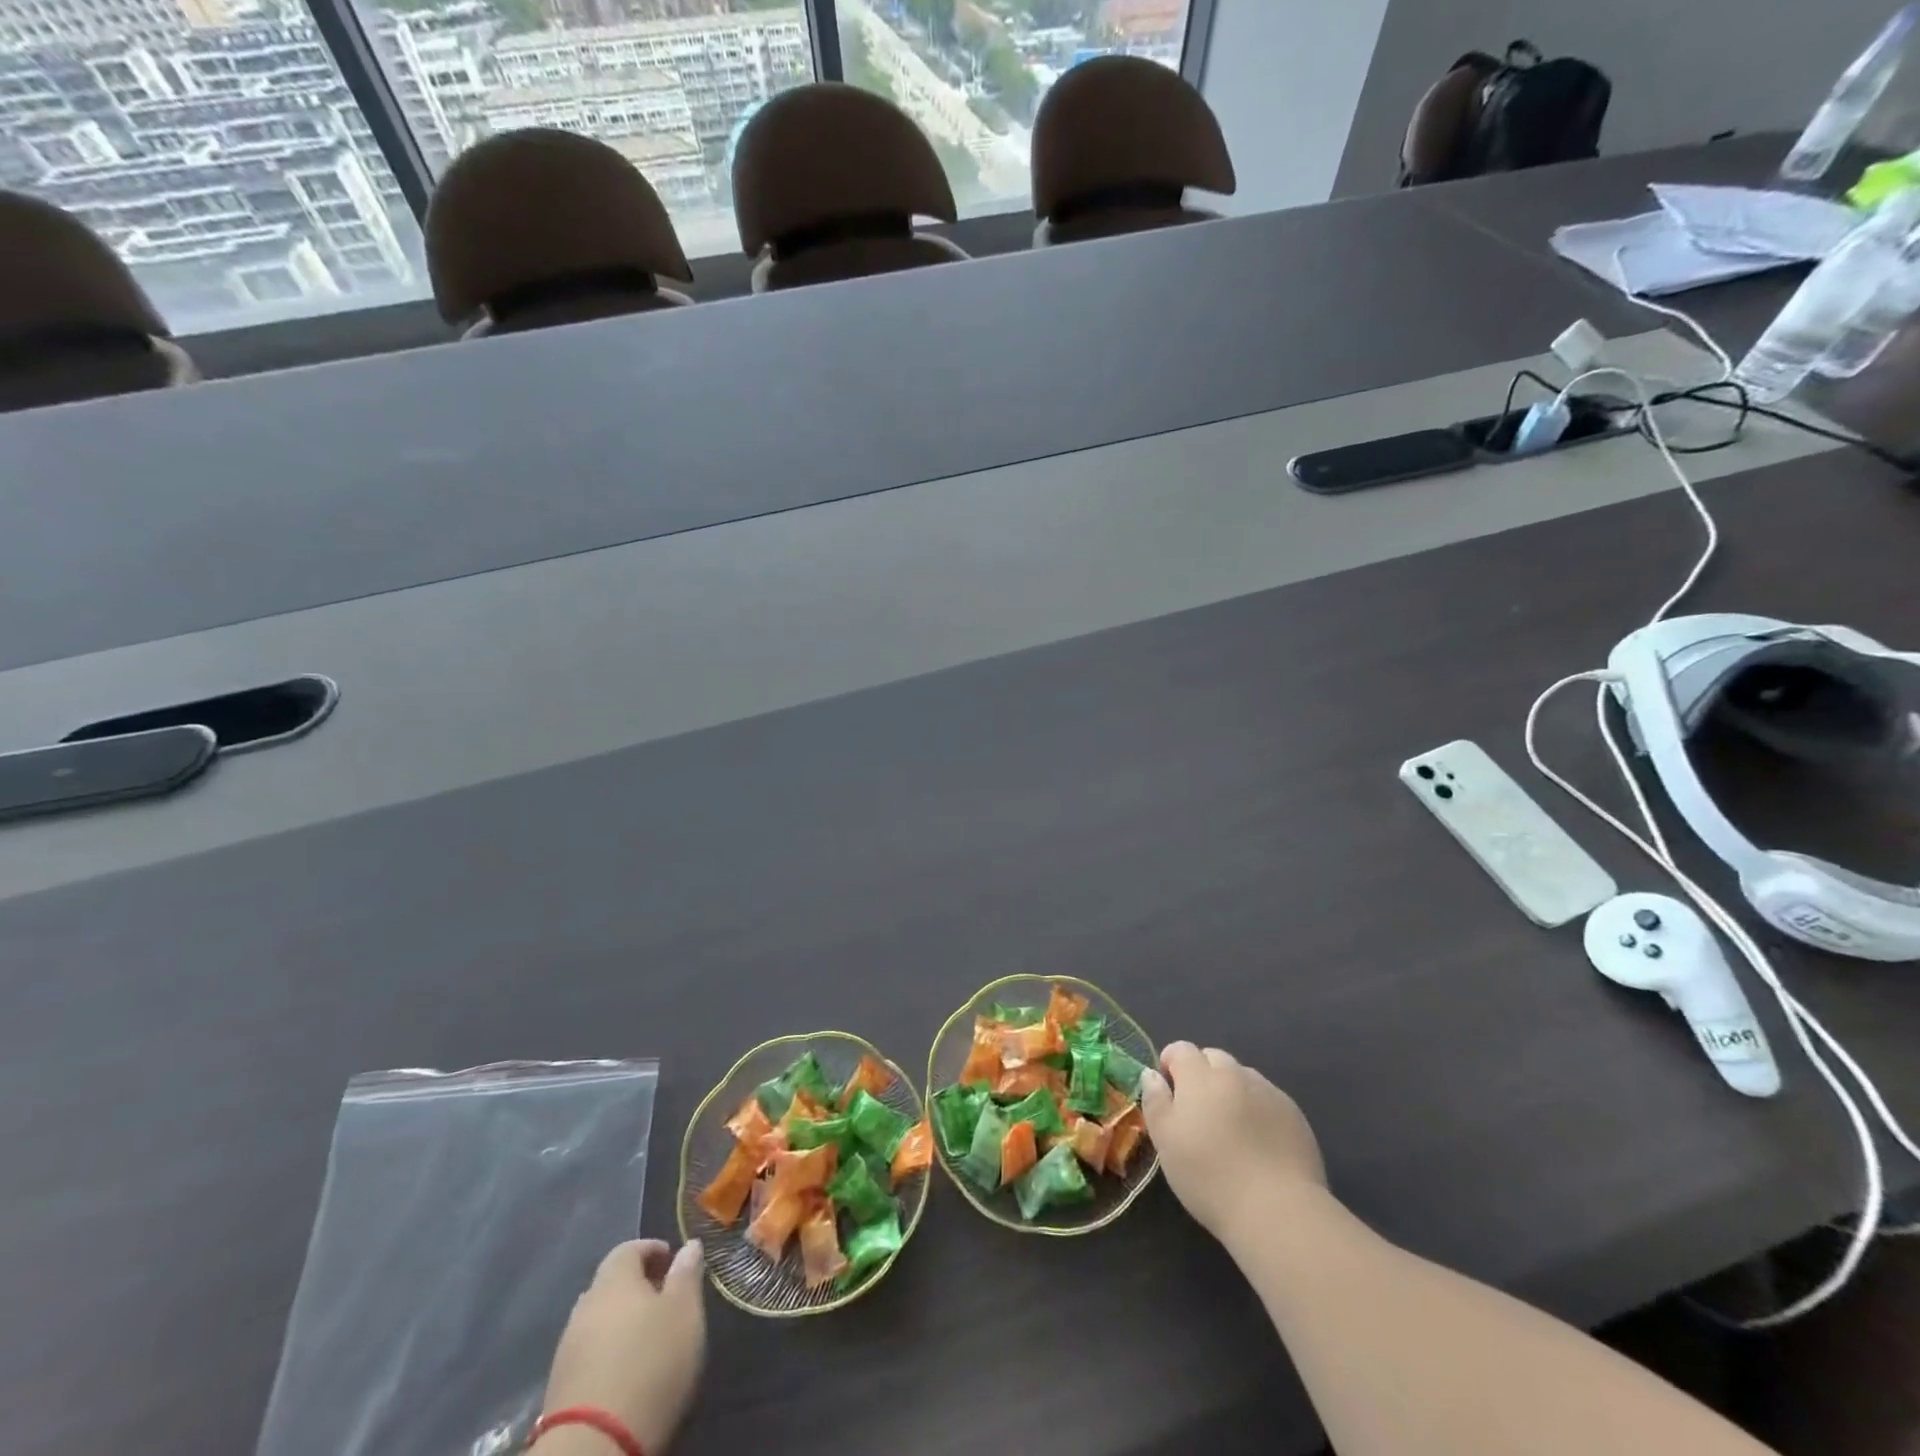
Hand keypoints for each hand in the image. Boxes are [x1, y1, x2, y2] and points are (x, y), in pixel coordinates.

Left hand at [539, 1239, 705, 1455]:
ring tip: (648, 1340)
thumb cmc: (650, 1364)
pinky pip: (589, 1356)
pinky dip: (608, 1354)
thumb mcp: (684, 1313)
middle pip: (610, 1285)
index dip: (651, 1250)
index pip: (628, 1249)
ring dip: (621, 1323)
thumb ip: (687, 1275)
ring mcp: (567, 1351)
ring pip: (598, 1322)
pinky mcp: (559, 1391)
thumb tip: (689, 1245)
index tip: (672, 1261)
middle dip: (636, 1288)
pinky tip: (627, 1372)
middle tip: (664, 1301)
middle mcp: (585, 1308)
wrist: (592, 1449)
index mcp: (613, 1281)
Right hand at [1141, 1043, 1324, 1241]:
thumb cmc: (1209, 1176)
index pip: (1181, 1049)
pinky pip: (1268, 1099)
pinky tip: (1259, 1142)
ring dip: (1231, 1090)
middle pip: (1214, 1058)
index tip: (1169, 1091)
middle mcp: (1235, 1074)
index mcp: (1200, 1076)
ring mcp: (1268, 1092)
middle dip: (1202, 1074)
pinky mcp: (1295, 1115)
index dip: (1171, 1064)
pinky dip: (1258, 1109)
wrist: (1277, 1210)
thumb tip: (1152, 1074)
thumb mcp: (1165, 1141)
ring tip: (1231, 1128)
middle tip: (1199, 1112)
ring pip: (1243, 1077)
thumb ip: (1155, 1100)